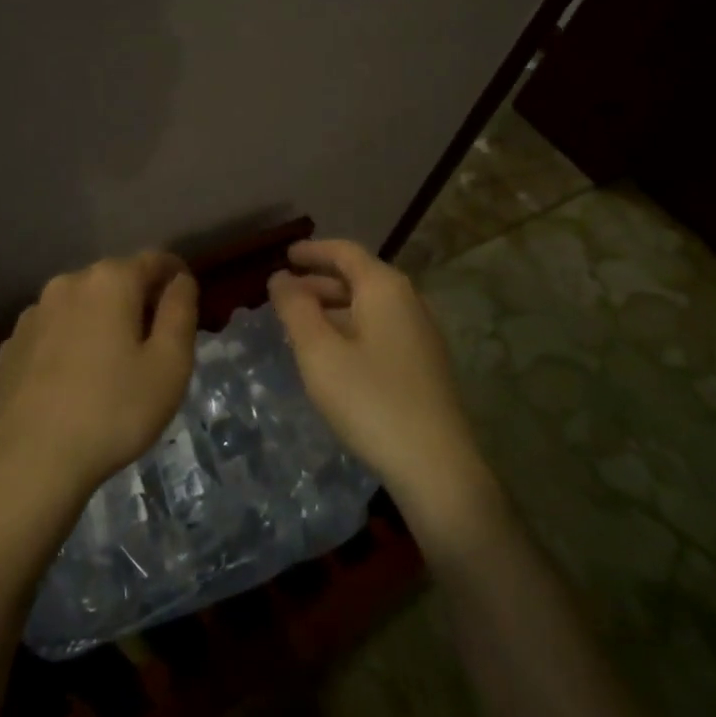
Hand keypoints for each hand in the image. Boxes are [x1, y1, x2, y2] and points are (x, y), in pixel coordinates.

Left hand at [0, 251, 197, 512]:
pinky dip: (69, 346)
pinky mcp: (10, 347)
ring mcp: (32, 315)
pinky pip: (52, 334)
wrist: (30, 462)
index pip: (155, 260)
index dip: (176, 276)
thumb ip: (181, 313)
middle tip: (155, 343)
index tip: (187, 302)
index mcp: (110, 281)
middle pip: (114, 281)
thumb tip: (181, 281)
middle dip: (138, 301)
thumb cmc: (114, 411)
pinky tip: (73, 383)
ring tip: (112, 367)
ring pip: (80, 307)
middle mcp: (67, 284)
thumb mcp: (169, 365)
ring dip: (100, 323)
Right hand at [268, 240, 490, 523]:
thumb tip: (280, 278)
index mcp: (385, 288)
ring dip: (333, 307)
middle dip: (319, 281)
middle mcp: (408, 302)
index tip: (284, 255)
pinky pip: (379, 329)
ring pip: (369, 306)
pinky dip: (350, 327)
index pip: (345, 252)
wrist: (435, 465)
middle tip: (284, 293)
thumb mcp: (319, 352)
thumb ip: (295, 309)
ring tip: (300, 323)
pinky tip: (332, 353)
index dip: (312, 251)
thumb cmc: (370, 399)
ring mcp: (420, 334)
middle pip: (359, 277)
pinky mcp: (423, 364)